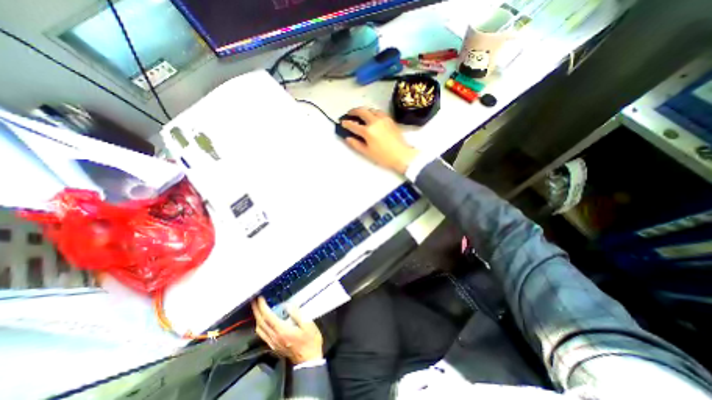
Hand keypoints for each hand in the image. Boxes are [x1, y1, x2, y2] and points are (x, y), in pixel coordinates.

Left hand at [251, 297, 324, 365]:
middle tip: (254, 301)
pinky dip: (260, 325)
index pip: (268, 317)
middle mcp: (274, 337)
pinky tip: (263, 321)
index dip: (262, 307)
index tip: (260, 298)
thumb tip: (287, 305)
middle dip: (256, 311)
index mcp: (282, 330)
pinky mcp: (274, 346)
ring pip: (259, 330)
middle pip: (261, 323)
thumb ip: (297, 314)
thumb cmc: (310, 340)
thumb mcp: (308, 324)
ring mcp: (273, 343)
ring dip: (257, 318)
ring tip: (258, 309)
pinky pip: (263, 335)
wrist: (309, 360)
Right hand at [342, 107, 417, 173]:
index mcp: (368, 131)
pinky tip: (372, 116)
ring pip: (371, 109)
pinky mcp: (390, 119)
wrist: (401, 155)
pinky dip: (373, 112)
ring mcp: (383, 119)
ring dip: (364, 110)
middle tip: (349, 113)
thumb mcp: (367, 153)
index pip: (354, 125)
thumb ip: (356, 144)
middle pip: (362, 111)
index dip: (346, 123)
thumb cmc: (383, 156)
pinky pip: (379, 112)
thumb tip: (348, 138)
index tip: (342, 122)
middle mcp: (375, 121)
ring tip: (360, 114)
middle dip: (353, 111)